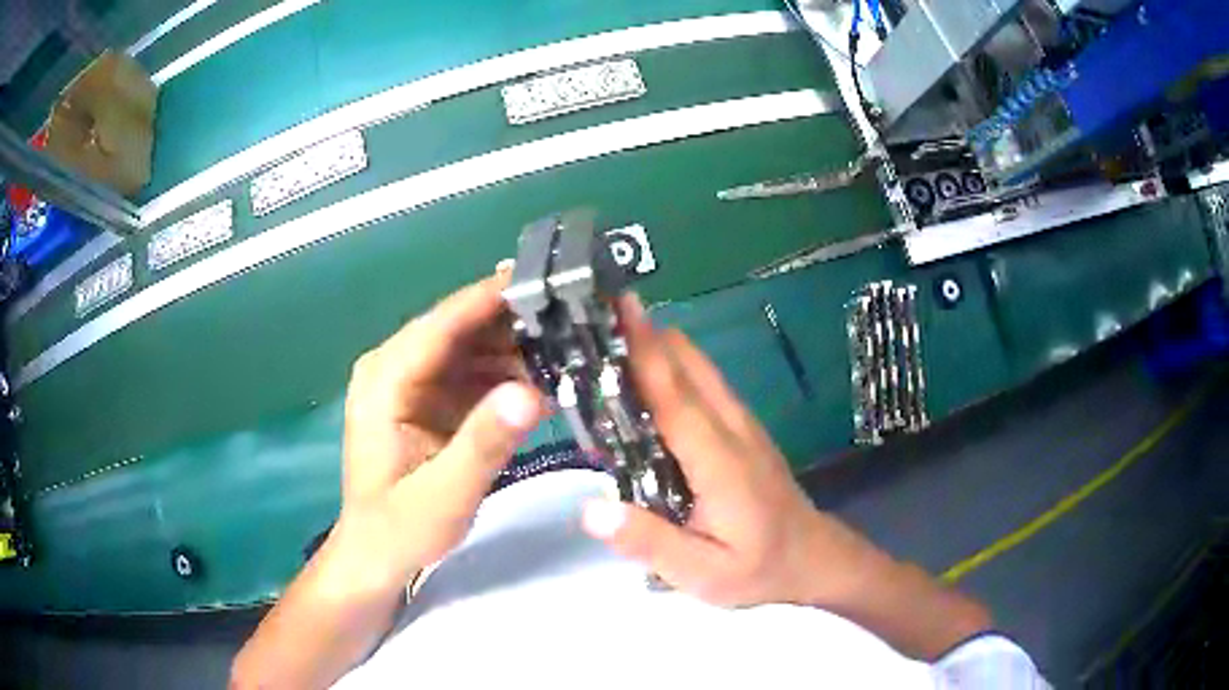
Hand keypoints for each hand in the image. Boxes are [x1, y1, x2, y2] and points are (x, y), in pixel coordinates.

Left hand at [333, 272, 546, 592]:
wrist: (378, 556)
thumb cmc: (400, 530)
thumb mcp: (444, 495)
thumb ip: (484, 443)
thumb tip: (531, 390)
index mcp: (386, 379)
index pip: (443, 322)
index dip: (493, 297)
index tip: (547, 278)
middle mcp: (396, 367)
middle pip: (462, 327)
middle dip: (516, 321)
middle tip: (577, 317)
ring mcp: (414, 381)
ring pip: (474, 345)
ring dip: (519, 347)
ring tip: (575, 349)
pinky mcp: (431, 397)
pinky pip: (476, 371)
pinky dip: (510, 373)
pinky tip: (548, 381)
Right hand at [580, 296, 879, 608]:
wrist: (813, 559)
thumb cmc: (758, 569)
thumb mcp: (702, 574)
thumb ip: (649, 543)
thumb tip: (591, 510)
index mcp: (720, 461)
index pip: (675, 395)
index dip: (644, 350)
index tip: (615, 309)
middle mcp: (732, 427)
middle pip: (687, 362)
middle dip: (642, 336)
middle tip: (587, 326)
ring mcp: (741, 423)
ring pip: (697, 365)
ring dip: (654, 347)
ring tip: (603, 345)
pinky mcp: (742, 427)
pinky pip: (702, 382)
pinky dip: (669, 366)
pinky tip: (639, 382)